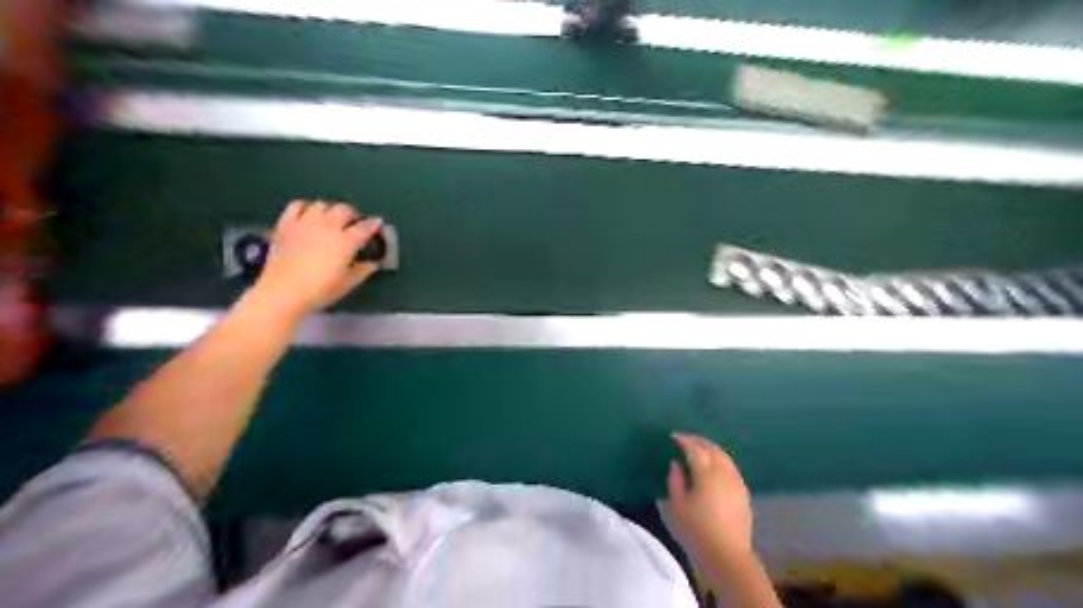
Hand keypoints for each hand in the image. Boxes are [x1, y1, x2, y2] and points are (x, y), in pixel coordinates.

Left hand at [251, 198, 380, 315]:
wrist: (283, 292)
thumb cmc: (320, 290)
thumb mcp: (348, 283)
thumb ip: (363, 270)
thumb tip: (373, 263)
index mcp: (346, 241)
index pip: (365, 227)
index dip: (374, 225)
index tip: (377, 226)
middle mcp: (328, 226)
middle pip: (344, 209)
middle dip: (352, 215)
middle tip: (354, 224)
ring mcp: (305, 223)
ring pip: (322, 205)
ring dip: (330, 210)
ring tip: (331, 220)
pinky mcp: (286, 224)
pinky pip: (297, 205)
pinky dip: (305, 207)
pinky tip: (308, 215)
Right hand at [660, 433, 755, 565]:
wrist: (727, 555)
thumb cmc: (696, 530)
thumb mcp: (676, 505)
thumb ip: (675, 480)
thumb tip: (676, 464)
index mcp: (706, 473)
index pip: (695, 449)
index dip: (683, 440)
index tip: (673, 437)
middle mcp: (724, 472)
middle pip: (712, 448)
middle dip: (698, 441)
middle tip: (685, 439)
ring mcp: (736, 482)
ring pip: (724, 456)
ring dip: (711, 449)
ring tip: (698, 449)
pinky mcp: (743, 492)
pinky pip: (730, 467)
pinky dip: (720, 460)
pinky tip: (713, 466)